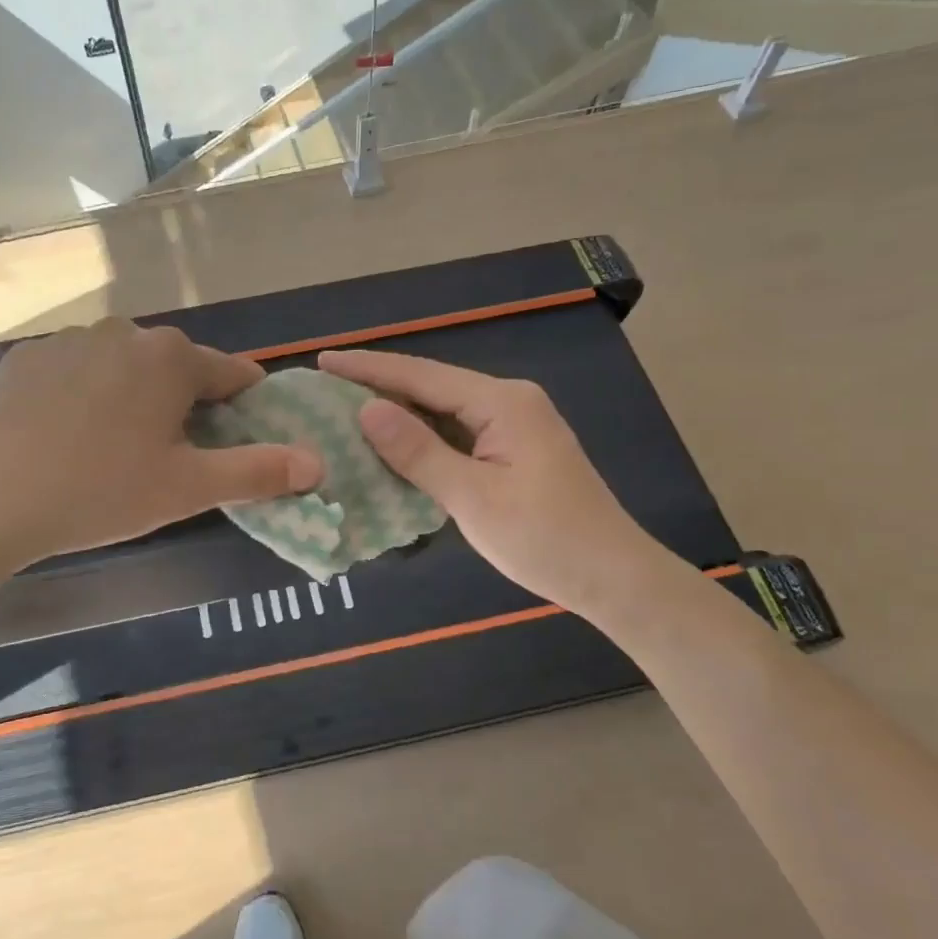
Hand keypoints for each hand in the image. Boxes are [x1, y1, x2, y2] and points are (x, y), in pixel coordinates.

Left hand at [0, 320, 322, 570]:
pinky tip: (66, 440)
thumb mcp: (187, 489)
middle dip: (188, 407)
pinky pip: (79, 374)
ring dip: (137, 400)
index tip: (239, 443)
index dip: (247, 410)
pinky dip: (88, 398)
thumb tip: (318, 463)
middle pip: (179, 369)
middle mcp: (124, 332)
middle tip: (172, 460)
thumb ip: (258, 471)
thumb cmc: (97, 491)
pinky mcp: (25, 359)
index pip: (235, 374)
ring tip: (116, 454)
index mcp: (171, 357)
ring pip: (127, 369)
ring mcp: (68, 341)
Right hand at [318, 349, 653, 612]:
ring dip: (399, 414)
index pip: (421, 376)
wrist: (613, 578)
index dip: (369, 369)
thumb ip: (418, 451)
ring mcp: (514, 426)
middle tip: (324, 389)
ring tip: (345, 412)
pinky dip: (423, 439)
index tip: (324, 361)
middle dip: (379, 387)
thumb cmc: (544, 538)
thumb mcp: (472, 497)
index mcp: (502, 402)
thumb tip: (367, 410)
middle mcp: (509, 402)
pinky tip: (392, 446)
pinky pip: (458, 434)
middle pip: (431, 387)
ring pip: (443, 411)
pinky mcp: (515, 451)